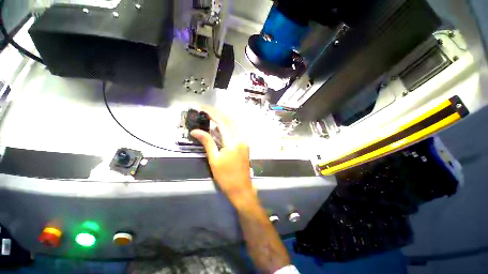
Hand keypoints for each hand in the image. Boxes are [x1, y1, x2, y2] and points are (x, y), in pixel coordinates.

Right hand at [190, 106, 255, 206]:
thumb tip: (195, 131)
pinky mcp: (245, 143)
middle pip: (230, 120)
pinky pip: (237, 129)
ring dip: (224, 117)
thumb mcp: (214, 160)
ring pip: (235, 123)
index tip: (202, 108)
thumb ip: (207, 143)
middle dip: (218, 112)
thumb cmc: (226, 177)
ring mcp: (245, 140)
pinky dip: (229, 124)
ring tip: (212, 115)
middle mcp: (241, 138)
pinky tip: (222, 125)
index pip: (222, 122)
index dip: (212, 113)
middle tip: (206, 110)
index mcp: (232, 142)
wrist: (241, 187)